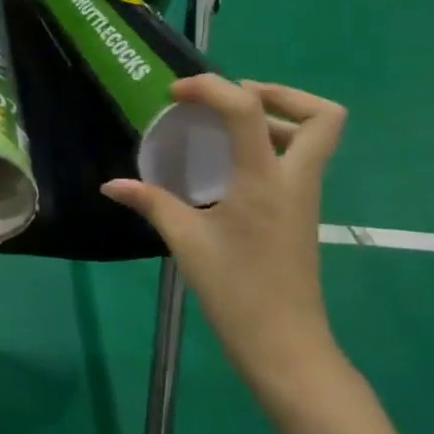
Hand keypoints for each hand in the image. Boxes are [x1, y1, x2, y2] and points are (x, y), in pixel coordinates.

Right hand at [103, 76, 348, 404]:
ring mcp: (305, 197)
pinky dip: (273, 145)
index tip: (177, 95)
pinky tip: (231, 164)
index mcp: (265, 180)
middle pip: (322, 115)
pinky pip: (300, 160)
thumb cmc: (235, 291)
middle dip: (279, 93)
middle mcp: (295, 179)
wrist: (284, 345)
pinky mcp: (303, 212)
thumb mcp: (186, 242)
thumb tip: (112, 185)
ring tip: (226, 126)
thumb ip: (151, 203)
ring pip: (316, 137)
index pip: (249, 109)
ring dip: (277, 117)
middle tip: (230, 101)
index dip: (213, 88)